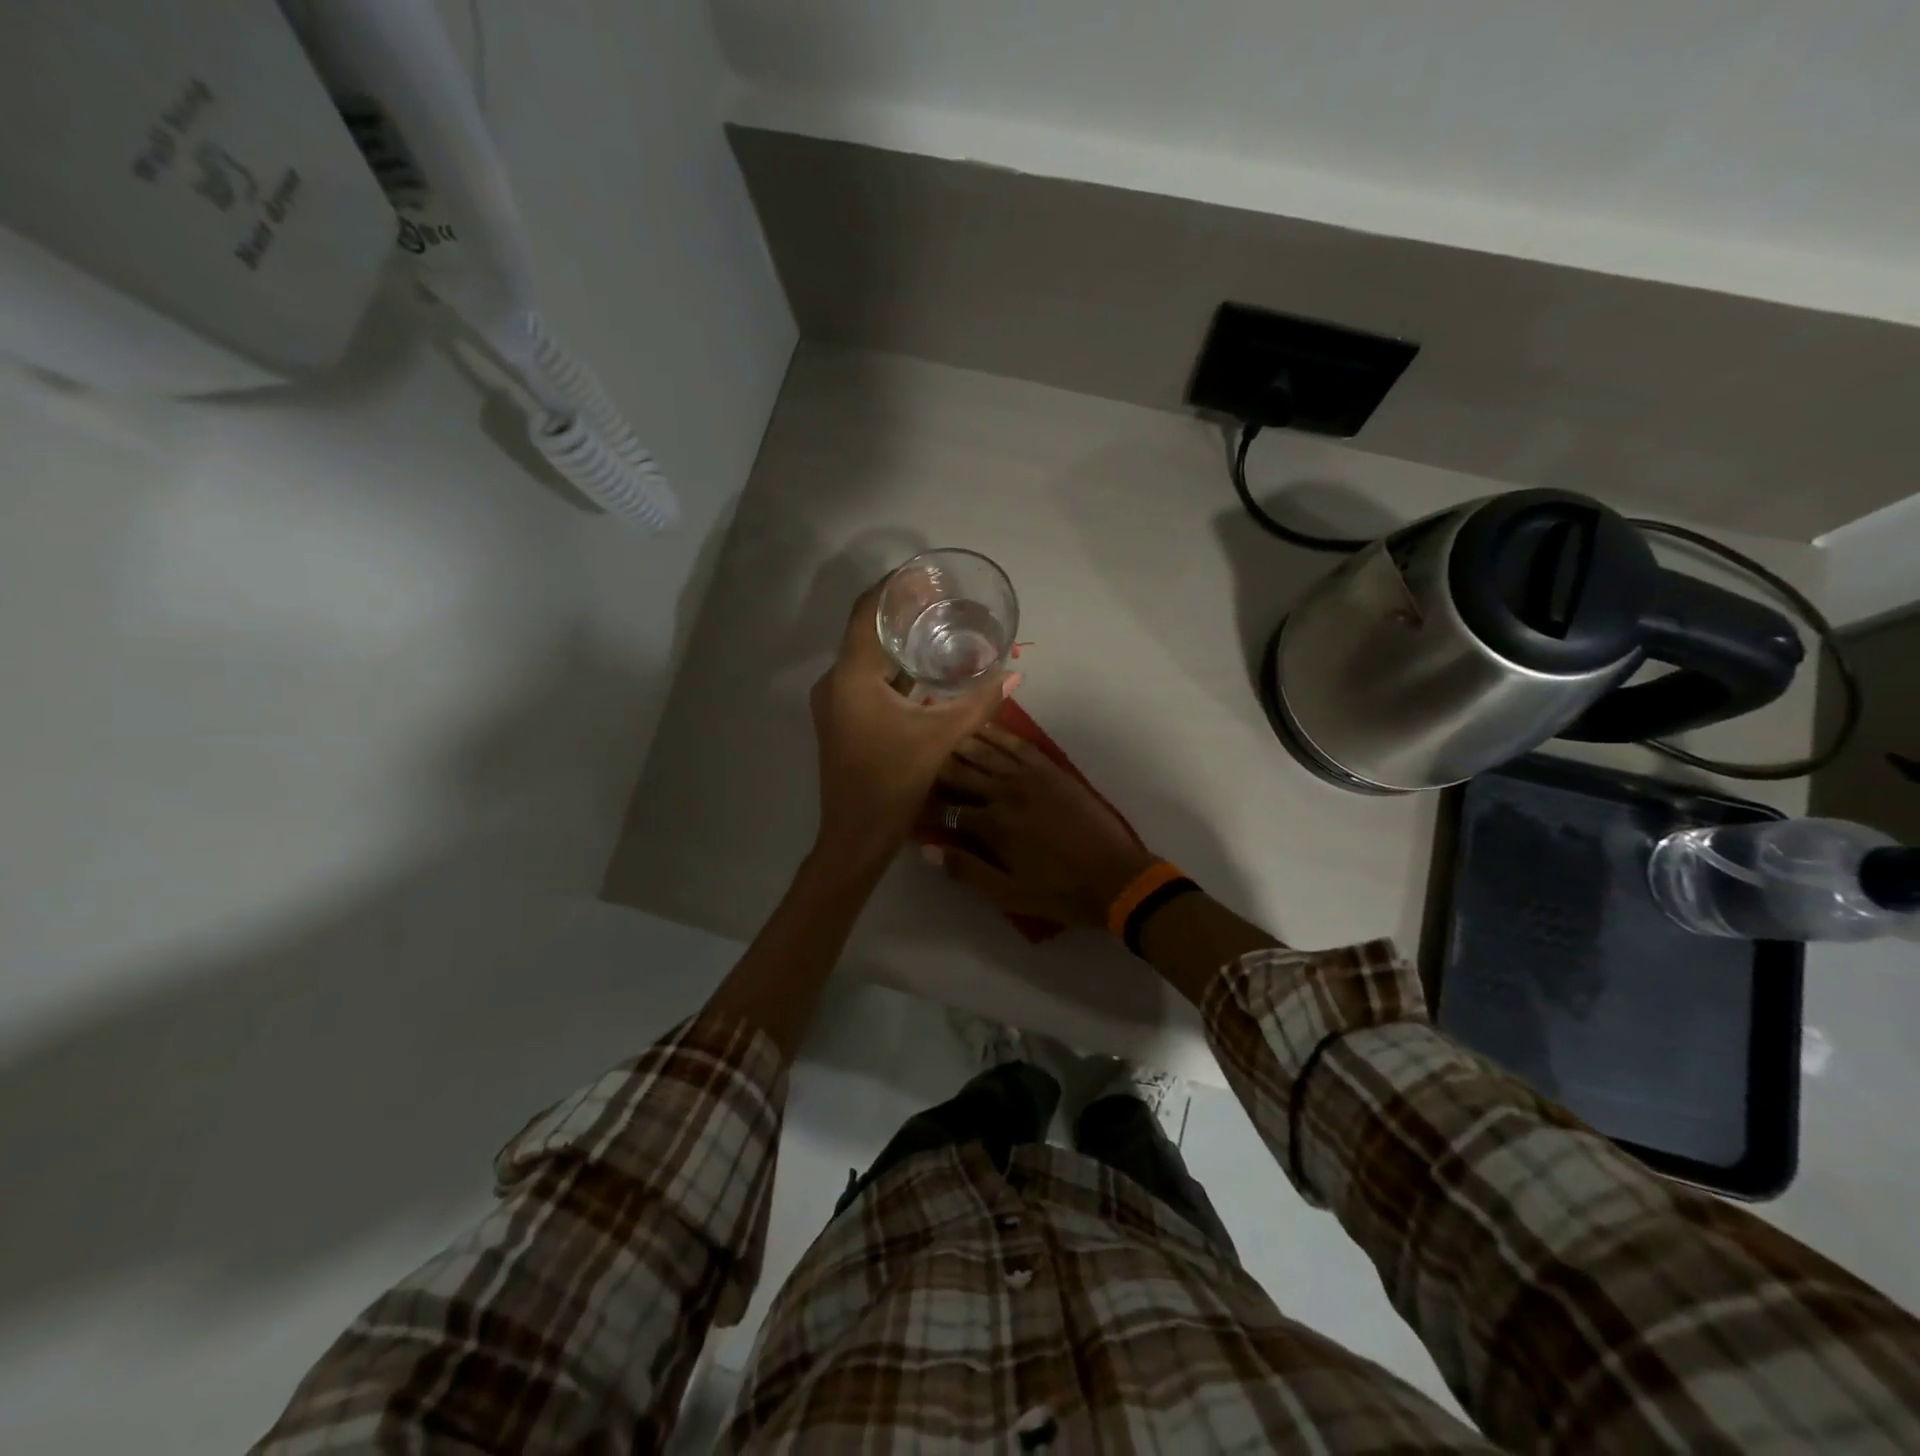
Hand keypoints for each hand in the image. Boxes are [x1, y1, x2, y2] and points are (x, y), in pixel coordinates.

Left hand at [810, 582, 1017, 864]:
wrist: (857, 836)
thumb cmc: (893, 784)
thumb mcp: (940, 739)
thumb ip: (979, 704)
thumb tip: (1015, 675)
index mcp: (852, 677)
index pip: (869, 613)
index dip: (894, 588)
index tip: (925, 573)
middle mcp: (835, 681)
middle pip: (867, 630)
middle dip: (901, 611)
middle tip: (941, 597)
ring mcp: (834, 701)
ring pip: (865, 656)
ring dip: (896, 640)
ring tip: (936, 625)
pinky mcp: (841, 718)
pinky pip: (864, 678)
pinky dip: (890, 667)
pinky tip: (921, 668)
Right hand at [930, 724, 1158, 928]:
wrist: (1115, 876)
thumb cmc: (1059, 891)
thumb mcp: (1009, 893)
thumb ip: (968, 870)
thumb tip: (928, 850)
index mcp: (992, 825)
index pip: (946, 810)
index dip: (923, 806)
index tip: (905, 801)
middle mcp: (1006, 792)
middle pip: (960, 771)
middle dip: (935, 765)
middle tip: (914, 756)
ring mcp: (1030, 776)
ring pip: (985, 751)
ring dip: (959, 743)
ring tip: (938, 733)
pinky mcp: (1050, 769)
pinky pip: (1017, 744)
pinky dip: (997, 733)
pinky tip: (981, 726)